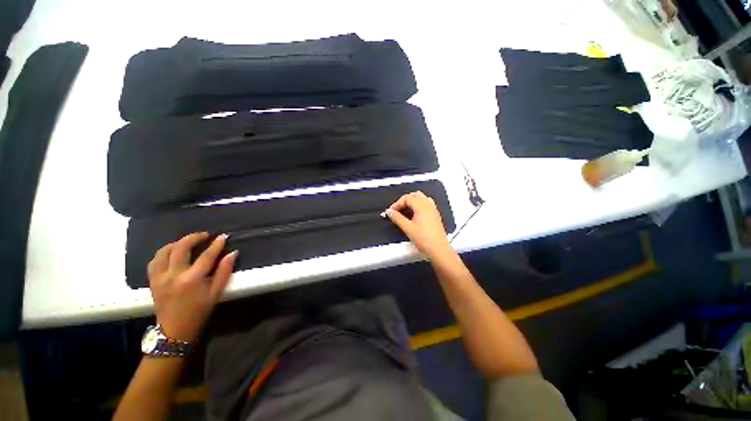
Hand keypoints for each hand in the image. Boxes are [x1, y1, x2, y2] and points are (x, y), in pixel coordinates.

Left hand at [147, 232, 236, 341]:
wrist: (174, 331)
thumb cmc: (199, 311)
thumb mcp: (216, 293)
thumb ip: (224, 272)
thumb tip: (232, 254)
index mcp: (192, 279)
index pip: (206, 256)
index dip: (216, 244)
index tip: (223, 236)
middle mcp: (173, 275)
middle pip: (180, 248)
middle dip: (193, 237)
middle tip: (204, 235)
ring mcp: (160, 277)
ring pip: (163, 252)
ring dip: (176, 243)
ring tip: (186, 242)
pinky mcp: (152, 281)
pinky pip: (154, 261)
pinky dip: (163, 253)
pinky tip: (171, 253)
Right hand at [386, 191, 453, 259]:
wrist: (439, 249)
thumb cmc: (424, 239)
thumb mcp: (407, 228)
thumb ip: (397, 218)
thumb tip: (389, 212)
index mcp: (422, 206)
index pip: (407, 198)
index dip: (397, 203)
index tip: (391, 211)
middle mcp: (429, 205)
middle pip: (414, 195)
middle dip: (404, 201)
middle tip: (397, 210)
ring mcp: (433, 210)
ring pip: (421, 199)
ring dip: (411, 203)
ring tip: (404, 212)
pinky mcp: (435, 215)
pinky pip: (425, 205)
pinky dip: (417, 206)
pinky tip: (413, 216)